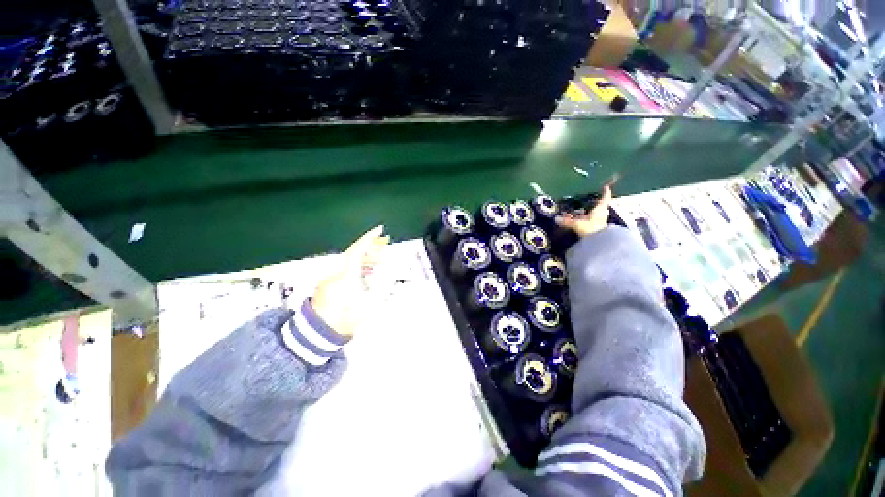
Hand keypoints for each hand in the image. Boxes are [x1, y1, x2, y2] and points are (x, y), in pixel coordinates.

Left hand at [311, 226, 389, 337]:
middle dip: (373, 249)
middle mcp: (337, 272)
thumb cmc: (340, 320)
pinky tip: (369, 271)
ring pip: (352, 261)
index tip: (380, 229)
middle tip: (387, 249)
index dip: (369, 238)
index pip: (358, 250)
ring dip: (368, 259)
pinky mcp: (329, 283)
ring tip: (382, 261)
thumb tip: (388, 281)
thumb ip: (379, 292)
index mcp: (346, 275)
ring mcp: (332, 277)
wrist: (315, 333)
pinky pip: (348, 269)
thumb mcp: (365, 308)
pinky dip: (360, 267)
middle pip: (356, 253)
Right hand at [555, 184, 613, 237]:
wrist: (600, 245)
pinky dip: (588, 222)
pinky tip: (582, 223)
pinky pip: (593, 223)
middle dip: (596, 204)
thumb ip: (567, 222)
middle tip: (590, 201)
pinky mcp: (598, 231)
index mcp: (600, 209)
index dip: (605, 192)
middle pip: (601, 207)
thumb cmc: (591, 230)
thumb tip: (556, 219)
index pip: (604, 198)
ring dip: (591, 214)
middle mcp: (602, 215)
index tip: (605, 187)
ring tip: (583, 212)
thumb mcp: (577, 224)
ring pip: (597, 215)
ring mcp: (601, 223)